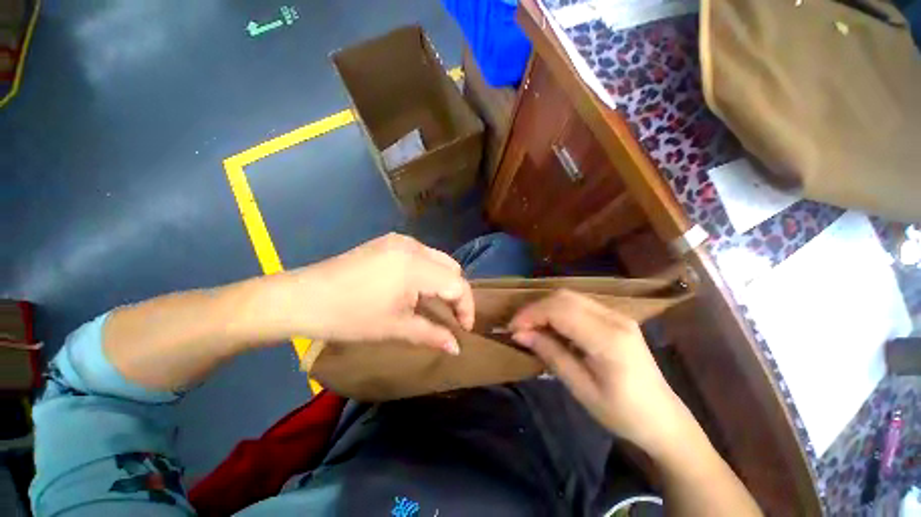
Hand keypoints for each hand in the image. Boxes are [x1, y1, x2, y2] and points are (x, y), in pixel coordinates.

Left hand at [271, 233, 473, 354]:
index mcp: (416, 266)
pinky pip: (420, 255)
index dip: (466, 307)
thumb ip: (431, 335)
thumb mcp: (395, 328)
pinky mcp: (388, 242)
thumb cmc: (349, 316)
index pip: (457, 283)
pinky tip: (413, 288)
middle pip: (451, 268)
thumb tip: (457, 348)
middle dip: (455, 293)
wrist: (302, 297)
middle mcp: (413, 246)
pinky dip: (427, 272)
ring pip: (437, 259)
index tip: (463, 329)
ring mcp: (399, 240)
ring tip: (432, 304)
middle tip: (448, 317)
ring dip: (442, 282)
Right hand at [508, 290, 694, 458]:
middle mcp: (615, 318)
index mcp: (608, 339)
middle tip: (519, 328)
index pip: (560, 310)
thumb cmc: (622, 413)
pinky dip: (558, 310)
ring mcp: (617, 315)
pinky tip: (552, 326)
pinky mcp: (616, 317)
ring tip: (531, 327)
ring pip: (570, 296)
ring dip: (546, 307)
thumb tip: (519, 333)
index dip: (531, 314)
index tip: (512, 329)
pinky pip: (579, 304)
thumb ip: (550, 354)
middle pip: (564, 296)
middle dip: (536, 308)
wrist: (663, 420)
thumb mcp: (581, 389)